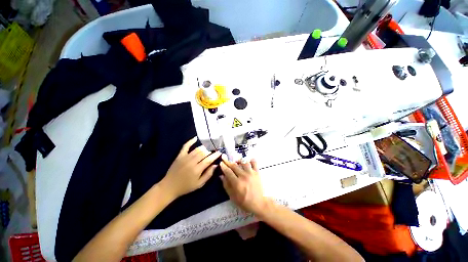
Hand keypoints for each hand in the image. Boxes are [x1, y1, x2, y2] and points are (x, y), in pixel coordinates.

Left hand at [161, 137, 220, 198]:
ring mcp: (185, 157)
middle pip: (203, 153)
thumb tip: (215, 165)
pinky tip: (195, 138)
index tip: (219, 153)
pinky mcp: (179, 156)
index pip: (208, 160)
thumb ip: (208, 174)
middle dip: (210, 152)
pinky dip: (190, 141)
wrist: (169, 187)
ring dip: (203, 149)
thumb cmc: (186, 187)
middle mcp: (191, 162)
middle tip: (212, 153)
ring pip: (197, 149)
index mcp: (197, 170)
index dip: (215, 155)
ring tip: (206, 151)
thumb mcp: (199, 184)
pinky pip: (185, 146)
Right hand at [220, 156, 267, 214]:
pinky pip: (254, 163)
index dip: (223, 166)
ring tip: (236, 161)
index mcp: (237, 183)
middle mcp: (244, 176)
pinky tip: (248, 161)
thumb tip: (221, 176)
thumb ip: (226, 185)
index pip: (228, 171)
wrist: (259, 203)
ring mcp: (251, 173)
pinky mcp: (257, 172)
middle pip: (234, 166)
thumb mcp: (232, 196)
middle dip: (228, 161)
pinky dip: (251, 160)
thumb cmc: (244, 202)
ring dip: (239, 160)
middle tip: (224, 158)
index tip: (221, 162)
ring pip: (244, 162)